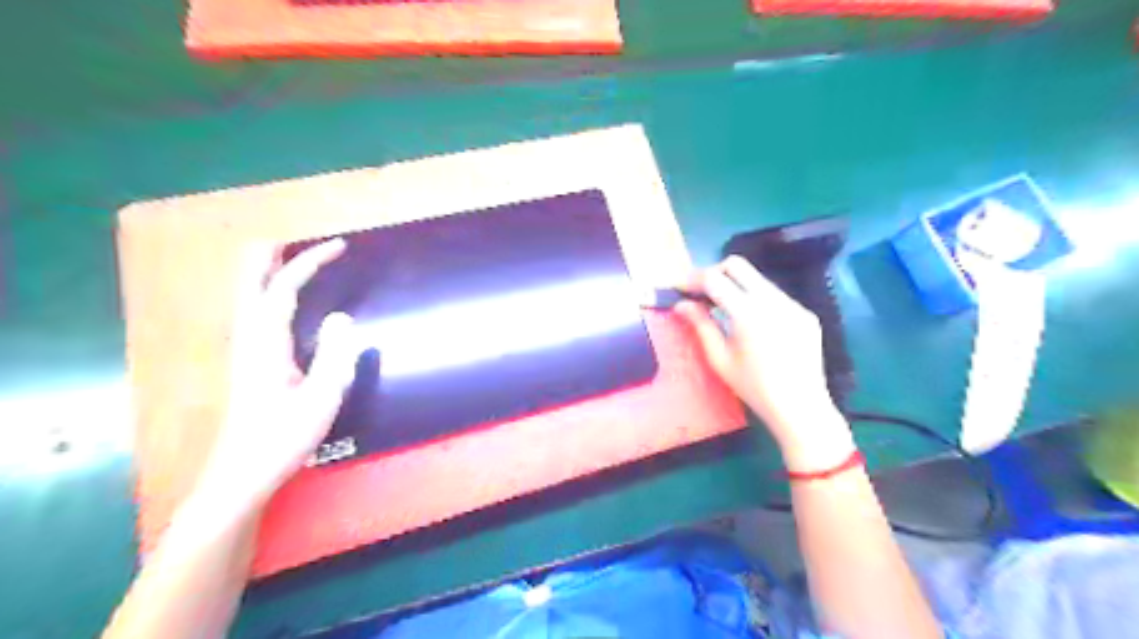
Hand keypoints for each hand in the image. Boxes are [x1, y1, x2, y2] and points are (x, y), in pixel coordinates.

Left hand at [192, 237, 359, 513]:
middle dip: (272, 256)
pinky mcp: (249, 362)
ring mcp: (245, 350)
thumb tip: (341, 317)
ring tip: (292, 259)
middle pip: (251, 283)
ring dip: (268, 271)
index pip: (283, 289)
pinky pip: (256, 311)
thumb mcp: (321, 398)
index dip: (309, 263)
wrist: (243, 472)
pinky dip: (269, 291)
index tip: (338, 246)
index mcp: (266, 344)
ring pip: (249, 296)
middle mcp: (248, 339)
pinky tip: (283, 300)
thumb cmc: (284, 436)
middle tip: (300, 241)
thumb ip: (335, 356)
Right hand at [673, 255, 854, 474]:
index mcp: (747, 313)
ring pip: (757, 279)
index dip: (692, 279)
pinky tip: (753, 324)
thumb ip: (700, 326)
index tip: (679, 287)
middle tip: (699, 293)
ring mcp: (792, 304)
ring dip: (735, 286)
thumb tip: (681, 304)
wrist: (801, 408)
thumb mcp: (720, 359)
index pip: (714, 279)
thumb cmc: (754, 388)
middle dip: (713, 273)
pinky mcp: (804, 313)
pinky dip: (756, 300)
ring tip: (723, 309)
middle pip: (737, 265)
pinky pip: (775, 295)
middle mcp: (772, 300)